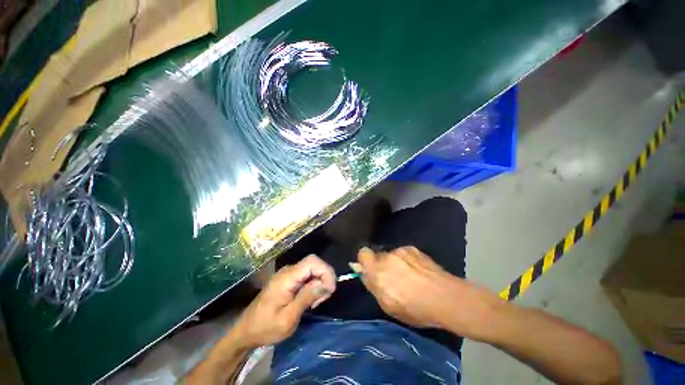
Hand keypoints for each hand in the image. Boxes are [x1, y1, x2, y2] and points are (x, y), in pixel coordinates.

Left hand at [232, 255, 335, 347]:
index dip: (326, 271)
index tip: (329, 291)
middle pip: (314, 263)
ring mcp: (287, 274)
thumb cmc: (265, 328)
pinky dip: (313, 284)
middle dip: (324, 278)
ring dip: (319, 282)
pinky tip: (310, 299)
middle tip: (321, 299)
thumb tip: (325, 284)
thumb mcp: (287, 319)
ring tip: (315, 303)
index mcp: (286, 278)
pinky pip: (307, 275)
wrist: (246, 331)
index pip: (312, 261)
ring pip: (312, 268)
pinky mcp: (288, 279)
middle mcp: (288, 271)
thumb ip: (306, 298)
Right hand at [356, 246, 501, 336]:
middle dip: (381, 265)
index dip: (364, 260)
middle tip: (393, 279)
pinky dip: (406, 261)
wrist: (446, 298)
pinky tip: (418, 272)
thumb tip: (363, 272)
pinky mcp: (413, 249)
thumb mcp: (388, 305)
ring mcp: (402, 251)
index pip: (363, 253)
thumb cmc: (415, 309)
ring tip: (409, 277)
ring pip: (391, 255)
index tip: (370, 270)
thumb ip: (373, 285)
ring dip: (394, 263)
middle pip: (377, 255)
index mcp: (378, 271)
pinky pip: (403, 254)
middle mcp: (388, 257)